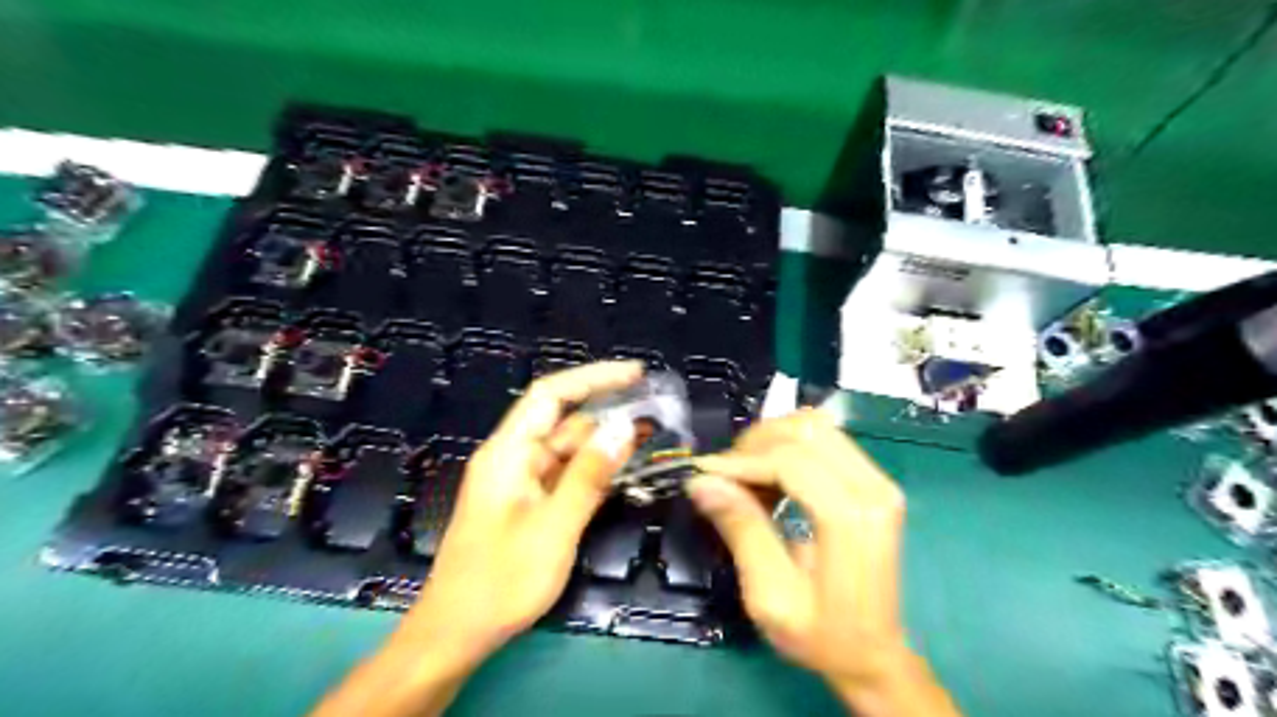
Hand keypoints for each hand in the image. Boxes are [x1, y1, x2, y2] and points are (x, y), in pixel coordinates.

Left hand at [314, 363, 643, 715]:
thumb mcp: (553, 527)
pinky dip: (594, 470)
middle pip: (563, 420)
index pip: (551, 395)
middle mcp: (514, 458)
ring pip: (568, 449)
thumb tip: (624, 427)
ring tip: (651, 436)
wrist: (456, 635)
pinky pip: (566, 476)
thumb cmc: (501, 581)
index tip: (636, 374)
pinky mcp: (530, 505)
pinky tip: (625, 469)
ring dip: (605, 442)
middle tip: (656, 410)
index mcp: (509, 452)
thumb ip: (589, 475)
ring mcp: (522, 483)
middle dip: (608, 410)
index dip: (593, 378)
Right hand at [689, 409, 956, 716]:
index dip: (741, 460)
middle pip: (805, 429)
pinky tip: (769, 478)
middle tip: (724, 476)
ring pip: (814, 426)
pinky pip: (824, 440)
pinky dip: (787, 448)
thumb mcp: (770, 596)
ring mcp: (878, 480)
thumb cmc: (821, 636)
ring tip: (744, 477)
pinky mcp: (873, 480)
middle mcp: (873, 488)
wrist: (874, 655)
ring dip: (771, 441)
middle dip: (754, 444)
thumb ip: (741, 530)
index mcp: (851, 518)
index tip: (703, 473)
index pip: (790, 459)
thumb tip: (701, 481)